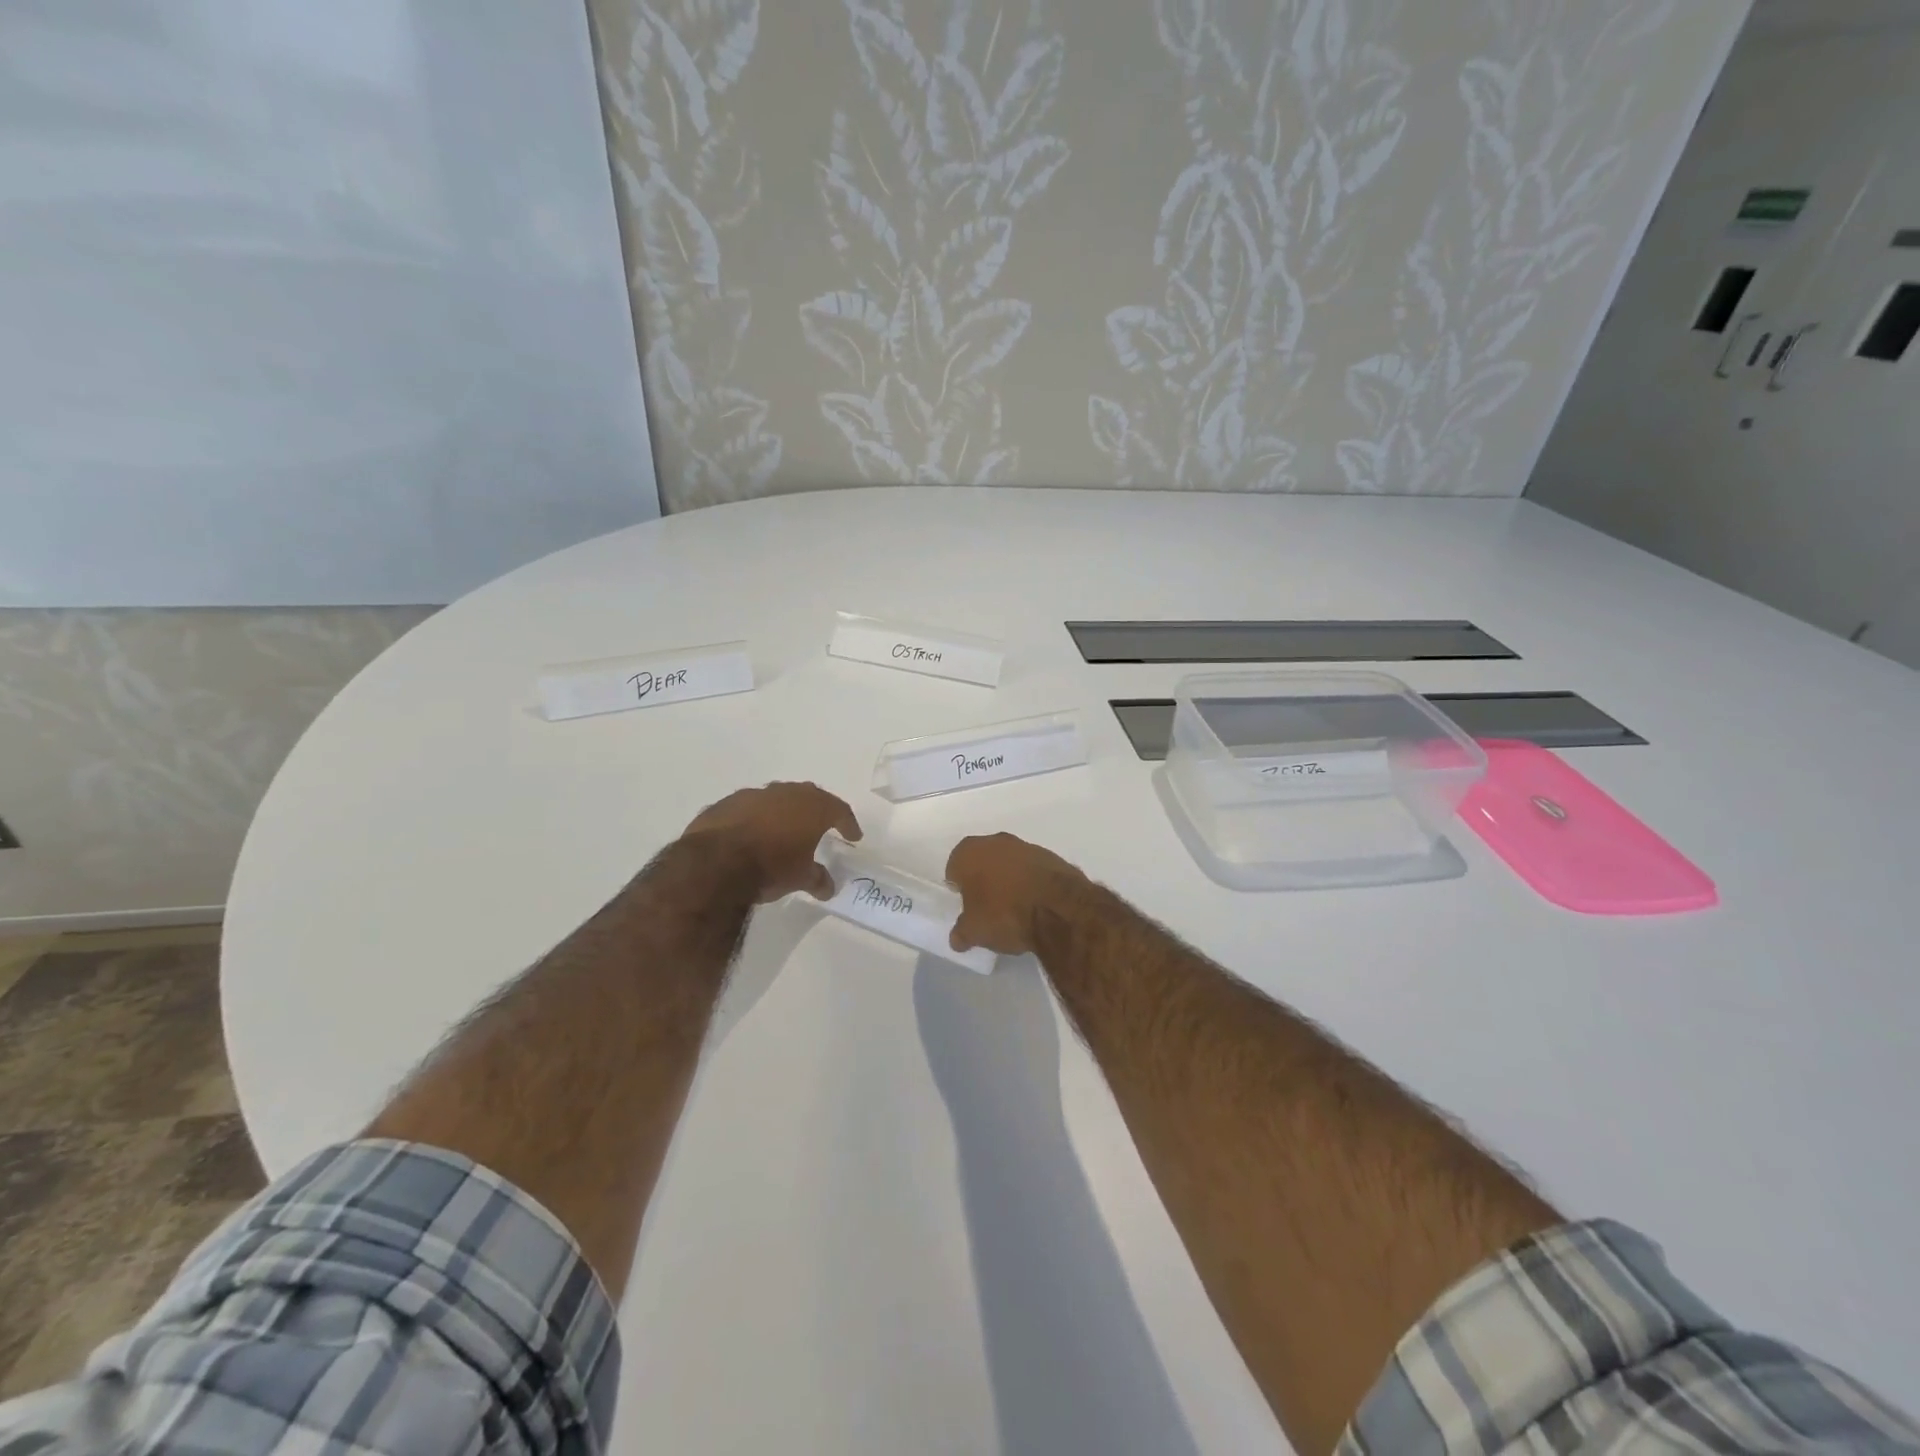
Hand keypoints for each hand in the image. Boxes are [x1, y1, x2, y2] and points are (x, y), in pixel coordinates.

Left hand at [683, 782, 860, 903]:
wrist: (715, 863)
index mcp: (812, 807)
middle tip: (822, 825)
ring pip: (776, 799)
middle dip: (817, 810)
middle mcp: (785, 793)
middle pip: (809, 796)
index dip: (848, 823)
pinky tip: (751, 835)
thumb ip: (817, 879)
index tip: (853, 835)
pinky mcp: (725, 804)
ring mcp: (753, 795)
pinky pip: (748, 809)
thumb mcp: (800, 878)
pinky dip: (755, 819)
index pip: (839, 810)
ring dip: (783, 812)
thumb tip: (828, 887)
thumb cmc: (770, 867)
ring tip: (784, 830)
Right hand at [946, 832, 1088, 955]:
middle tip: (987, 907)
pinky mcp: (1051, 857)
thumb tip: (958, 938)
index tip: (965, 905)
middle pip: (983, 861)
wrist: (1058, 908)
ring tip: (1014, 908)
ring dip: (1009, 879)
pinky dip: (1031, 882)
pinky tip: (1035, 904)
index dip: (958, 887)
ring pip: (1009, 863)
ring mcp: (1026, 847)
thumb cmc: (1004, 914)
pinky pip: (1032, 870)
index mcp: (969, 853)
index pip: (954, 868)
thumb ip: (961, 932)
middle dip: (983, 880)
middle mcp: (995, 842)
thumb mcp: (974, 932)